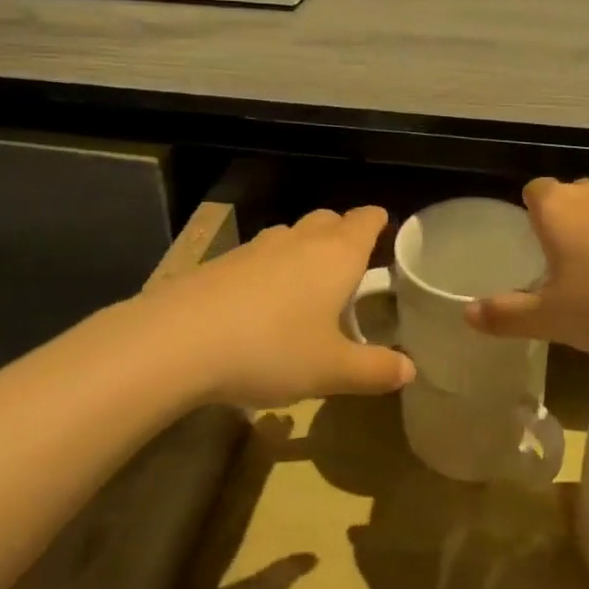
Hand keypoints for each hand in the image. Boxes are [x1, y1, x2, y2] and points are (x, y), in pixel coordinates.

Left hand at [138, 206, 413, 407]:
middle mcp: (300, 239)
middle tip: (350, 266)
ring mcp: (257, 247)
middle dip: (343, 234)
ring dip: (304, 250)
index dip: (379, 222)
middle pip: (329, 219)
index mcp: (336, 255)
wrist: (179, 340)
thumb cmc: (272, 348)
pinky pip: (258, 255)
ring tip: (307, 286)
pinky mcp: (221, 262)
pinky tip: (260, 305)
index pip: (366, 219)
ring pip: (291, 235)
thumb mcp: (330, 369)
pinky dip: (269, 269)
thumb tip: (410, 370)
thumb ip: (373, 369)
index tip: (385, 232)